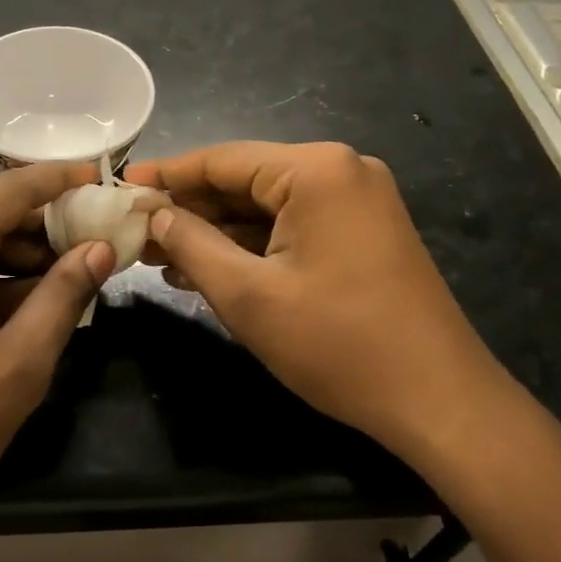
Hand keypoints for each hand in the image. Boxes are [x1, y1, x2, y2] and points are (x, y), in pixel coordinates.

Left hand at [0, 162, 115, 549]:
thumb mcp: (16, 366)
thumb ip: (64, 297)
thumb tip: (101, 249)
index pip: (11, 189)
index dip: (62, 180)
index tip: (106, 180)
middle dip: (50, 227)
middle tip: (105, 245)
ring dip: (26, 257)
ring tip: (79, 280)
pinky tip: (35, 305)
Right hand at [126, 141, 507, 450]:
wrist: (439, 402)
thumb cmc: (338, 344)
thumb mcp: (248, 294)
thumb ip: (192, 244)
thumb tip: (155, 213)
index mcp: (316, 170)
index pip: (223, 159)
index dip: (168, 174)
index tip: (121, 186)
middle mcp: (341, 171)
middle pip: (246, 180)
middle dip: (191, 209)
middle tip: (137, 229)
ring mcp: (358, 203)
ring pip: (267, 207)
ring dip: (217, 231)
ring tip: (160, 255)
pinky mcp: (363, 234)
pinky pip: (293, 228)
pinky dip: (252, 246)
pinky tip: (207, 268)